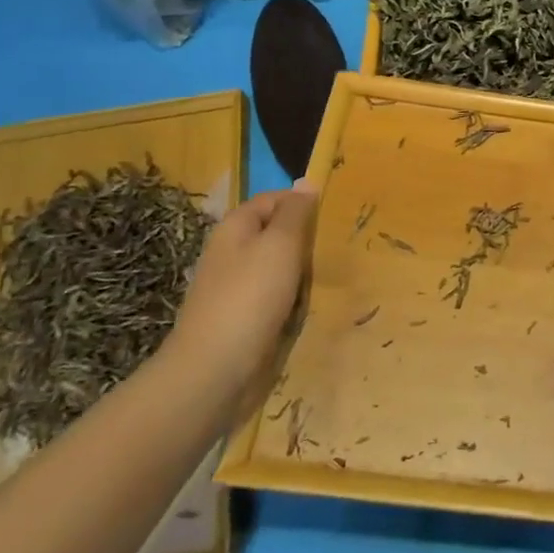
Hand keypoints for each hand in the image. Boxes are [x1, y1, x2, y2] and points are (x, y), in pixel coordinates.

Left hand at [168, 182, 317, 383]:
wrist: (214, 371)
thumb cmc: (250, 297)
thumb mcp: (280, 244)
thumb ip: (296, 212)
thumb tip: (306, 181)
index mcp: (235, 228)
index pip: (274, 199)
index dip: (303, 203)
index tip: (335, 215)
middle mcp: (232, 253)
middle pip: (277, 234)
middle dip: (306, 241)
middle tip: (338, 248)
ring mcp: (236, 288)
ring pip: (280, 269)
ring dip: (303, 274)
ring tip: (331, 277)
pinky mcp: (244, 319)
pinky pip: (276, 299)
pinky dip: (294, 301)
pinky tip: (310, 308)